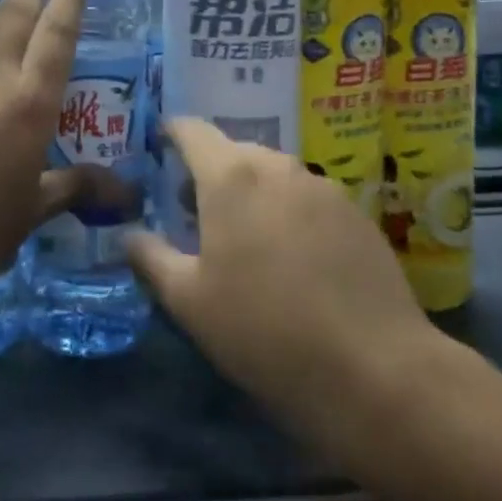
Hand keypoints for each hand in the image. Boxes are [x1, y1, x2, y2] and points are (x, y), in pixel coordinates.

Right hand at [125, 119, 446, 462]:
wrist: (374, 369)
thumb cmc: (263, 330)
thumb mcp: (188, 301)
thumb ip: (151, 257)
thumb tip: (128, 234)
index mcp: (231, 176)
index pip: (192, 131)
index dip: (171, 133)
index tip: (158, 146)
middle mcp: (278, 166)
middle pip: (234, 152)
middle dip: (209, 172)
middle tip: (193, 212)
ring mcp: (324, 187)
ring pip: (273, 175)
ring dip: (251, 192)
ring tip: (244, 238)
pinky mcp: (357, 215)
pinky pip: (308, 198)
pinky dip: (288, 212)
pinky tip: (293, 259)